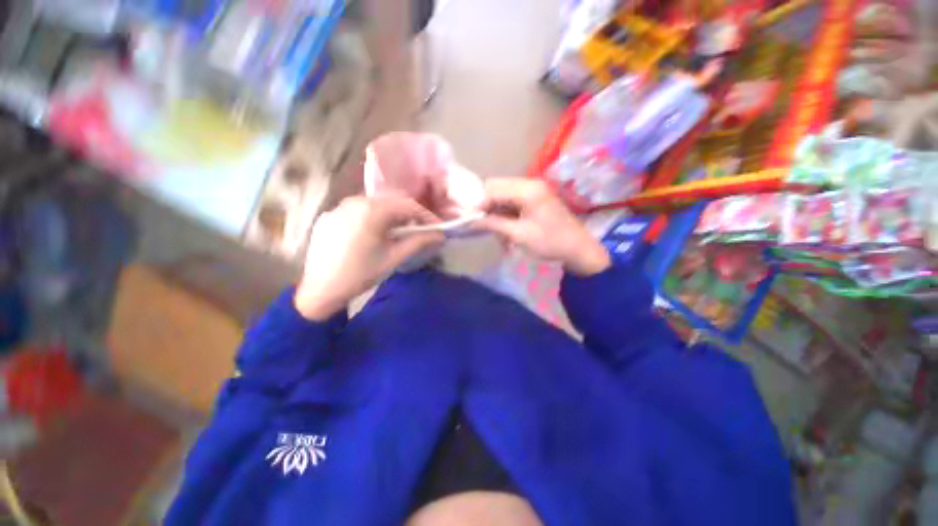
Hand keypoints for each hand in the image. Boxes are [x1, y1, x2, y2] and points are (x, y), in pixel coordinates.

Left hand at [295, 196, 443, 319]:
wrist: (321, 289)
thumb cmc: (361, 273)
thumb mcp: (394, 257)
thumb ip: (419, 241)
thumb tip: (440, 235)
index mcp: (371, 210)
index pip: (408, 205)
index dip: (427, 216)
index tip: (438, 228)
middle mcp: (355, 201)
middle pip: (392, 201)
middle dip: (411, 214)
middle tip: (422, 229)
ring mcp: (340, 207)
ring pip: (376, 204)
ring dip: (393, 215)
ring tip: (401, 231)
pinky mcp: (331, 215)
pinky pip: (359, 210)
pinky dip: (374, 217)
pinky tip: (376, 233)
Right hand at [476, 179, 610, 276]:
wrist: (578, 248)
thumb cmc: (550, 242)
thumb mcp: (519, 234)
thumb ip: (494, 223)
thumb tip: (472, 219)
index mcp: (527, 189)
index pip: (493, 188)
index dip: (479, 203)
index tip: (471, 220)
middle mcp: (529, 183)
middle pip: (497, 188)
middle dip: (488, 207)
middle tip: (483, 226)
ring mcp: (533, 190)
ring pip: (503, 195)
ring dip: (496, 212)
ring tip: (498, 233)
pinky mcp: (534, 198)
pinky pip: (512, 201)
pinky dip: (506, 214)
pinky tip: (506, 230)